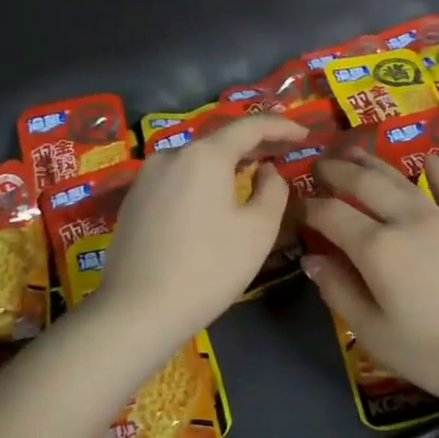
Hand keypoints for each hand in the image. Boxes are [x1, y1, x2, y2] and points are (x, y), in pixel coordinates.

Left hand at [95, 115, 307, 342]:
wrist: (138, 310)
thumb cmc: (208, 269)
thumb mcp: (258, 231)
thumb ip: (273, 190)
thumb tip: (267, 171)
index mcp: (204, 155)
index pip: (249, 126)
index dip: (280, 127)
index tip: (304, 133)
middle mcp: (171, 154)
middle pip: (219, 139)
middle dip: (255, 143)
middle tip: (284, 149)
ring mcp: (146, 177)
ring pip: (196, 159)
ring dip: (227, 162)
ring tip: (252, 170)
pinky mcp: (134, 200)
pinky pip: (177, 178)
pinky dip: (203, 179)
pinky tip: (215, 196)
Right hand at [301, 151, 438, 411]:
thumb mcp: (377, 335)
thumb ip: (340, 292)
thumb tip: (312, 259)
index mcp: (376, 248)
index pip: (330, 215)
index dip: (307, 208)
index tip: (293, 207)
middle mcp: (406, 220)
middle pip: (363, 183)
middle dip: (336, 171)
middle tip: (318, 166)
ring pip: (401, 179)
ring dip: (373, 163)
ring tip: (354, 153)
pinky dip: (436, 172)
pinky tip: (429, 160)